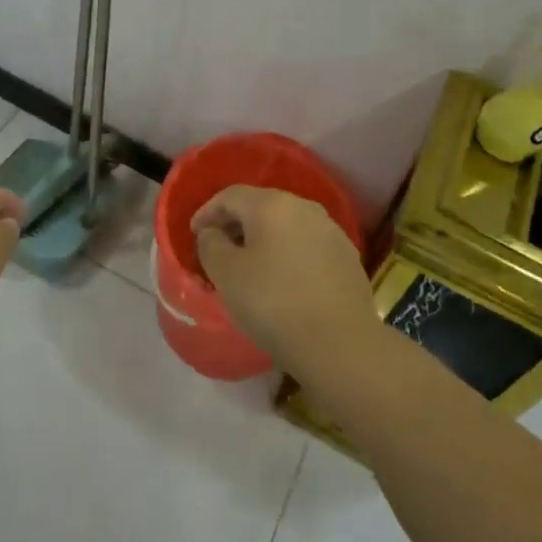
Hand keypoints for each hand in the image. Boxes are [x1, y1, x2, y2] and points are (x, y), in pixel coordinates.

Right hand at [190, 185, 377, 379]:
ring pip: (286, 226)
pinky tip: (282, 280)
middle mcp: (304, 207)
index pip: (230, 196)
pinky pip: (307, 246)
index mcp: (272, 205)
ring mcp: (331, 231)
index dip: (207, 212)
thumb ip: (211, 245)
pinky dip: (288, 255)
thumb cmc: (273, 303)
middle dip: (235, 224)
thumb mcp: (226, 274)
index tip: (194, 234)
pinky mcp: (347, 257)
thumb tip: (213, 233)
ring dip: (263, 240)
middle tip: (218, 249)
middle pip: (261, 207)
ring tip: (249, 266)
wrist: (340, 345)